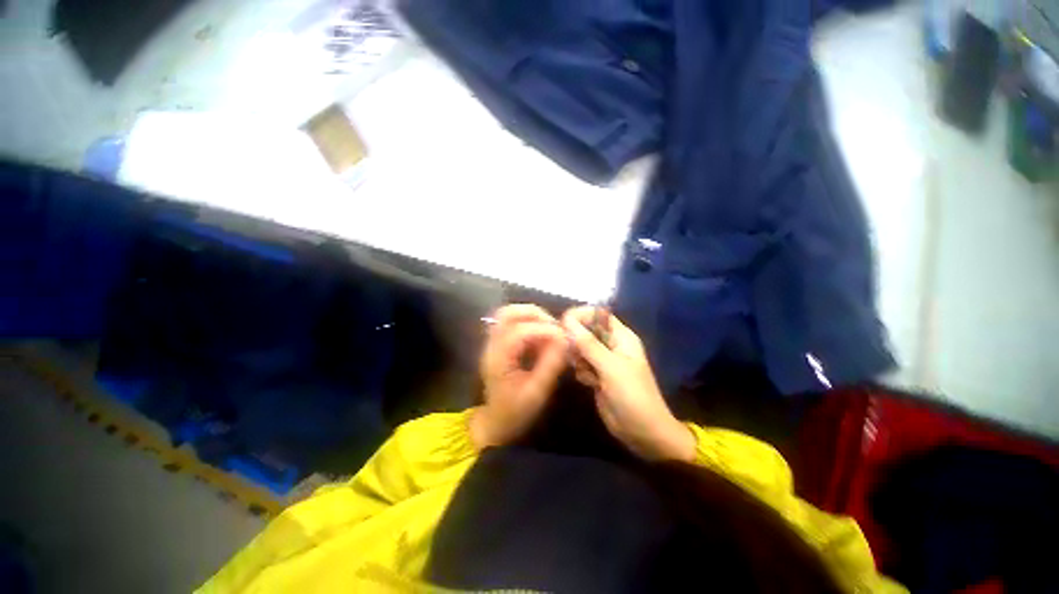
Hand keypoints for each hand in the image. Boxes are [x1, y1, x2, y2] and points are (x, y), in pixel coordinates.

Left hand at [471, 304, 567, 449]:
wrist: (496, 423)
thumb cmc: (516, 411)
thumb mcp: (537, 392)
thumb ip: (551, 364)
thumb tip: (565, 340)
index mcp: (498, 359)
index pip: (518, 331)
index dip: (543, 329)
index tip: (564, 336)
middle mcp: (492, 345)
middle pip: (507, 313)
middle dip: (534, 314)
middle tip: (555, 326)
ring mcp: (493, 343)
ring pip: (508, 315)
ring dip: (531, 317)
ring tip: (550, 330)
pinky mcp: (499, 344)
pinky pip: (512, 324)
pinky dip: (529, 324)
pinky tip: (542, 337)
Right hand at [562, 306, 695, 461]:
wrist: (643, 433)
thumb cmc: (633, 396)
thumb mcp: (611, 368)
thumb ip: (588, 344)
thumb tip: (567, 320)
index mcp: (621, 337)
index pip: (598, 314)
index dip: (581, 315)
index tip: (564, 324)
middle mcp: (611, 344)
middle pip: (586, 330)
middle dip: (577, 340)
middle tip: (575, 355)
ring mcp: (603, 360)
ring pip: (580, 348)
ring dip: (578, 358)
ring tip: (586, 372)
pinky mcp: (597, 375)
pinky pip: (581, 364)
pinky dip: (581, 371)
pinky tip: (588, 383)